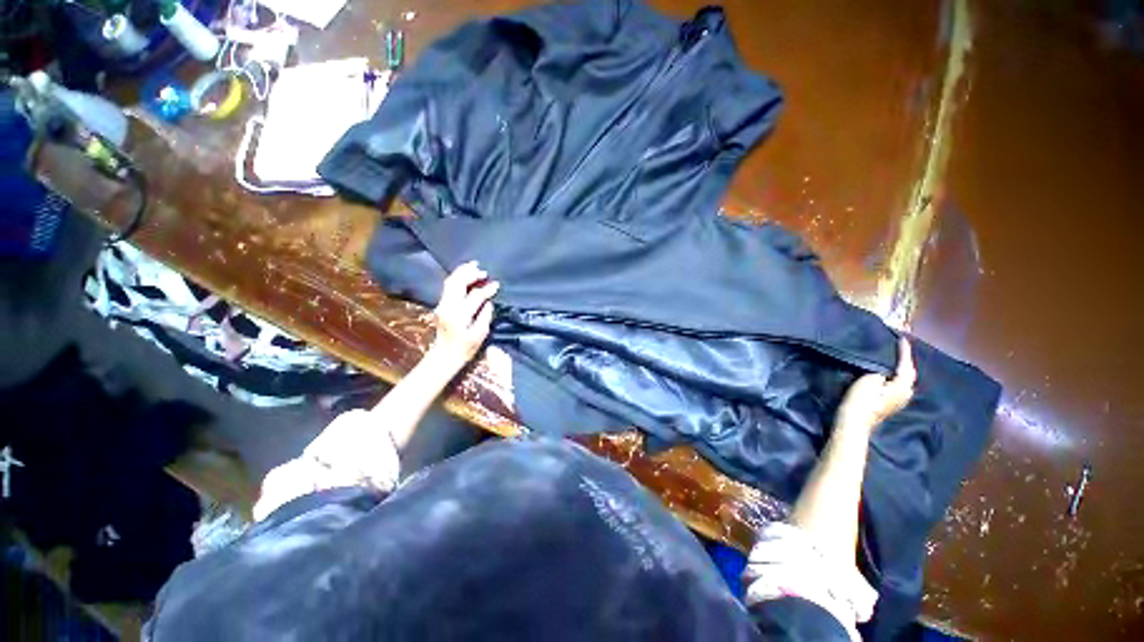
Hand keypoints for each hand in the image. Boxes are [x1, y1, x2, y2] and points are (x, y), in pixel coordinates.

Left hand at [430, 261, 499, 364]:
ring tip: (474, 266)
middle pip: (457, 283)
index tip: (496, 285)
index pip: (475, 295)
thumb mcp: (480, 335)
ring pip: (450, 282)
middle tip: (483, 271)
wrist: (444, 355)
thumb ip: (485, 316)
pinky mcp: (440, 305)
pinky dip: (457, 278)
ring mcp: (442, 305)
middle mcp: (448, 306)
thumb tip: (488, 301)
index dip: (486, 289)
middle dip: (470, 274)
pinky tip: (465, 275)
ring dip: (462, 273)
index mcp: (459, 315)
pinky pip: (448, 286)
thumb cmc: (465, 348)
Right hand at [835, 337, 916, 433]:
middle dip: (905, 361)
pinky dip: (896, 377)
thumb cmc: (862, 399)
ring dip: (901, 370)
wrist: (854, 421)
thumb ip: (882, 370)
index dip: (904, 351)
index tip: (902, 338)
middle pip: (909, 373)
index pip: (906, 364)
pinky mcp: (890, 404)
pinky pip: (898, 385)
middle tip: (900, 347)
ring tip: (895, 359)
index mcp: (903, 385)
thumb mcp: (870, 379)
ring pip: (904, 380)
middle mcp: (906, 393)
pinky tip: (890, 374)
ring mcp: (899, 400)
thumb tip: (886, 369)